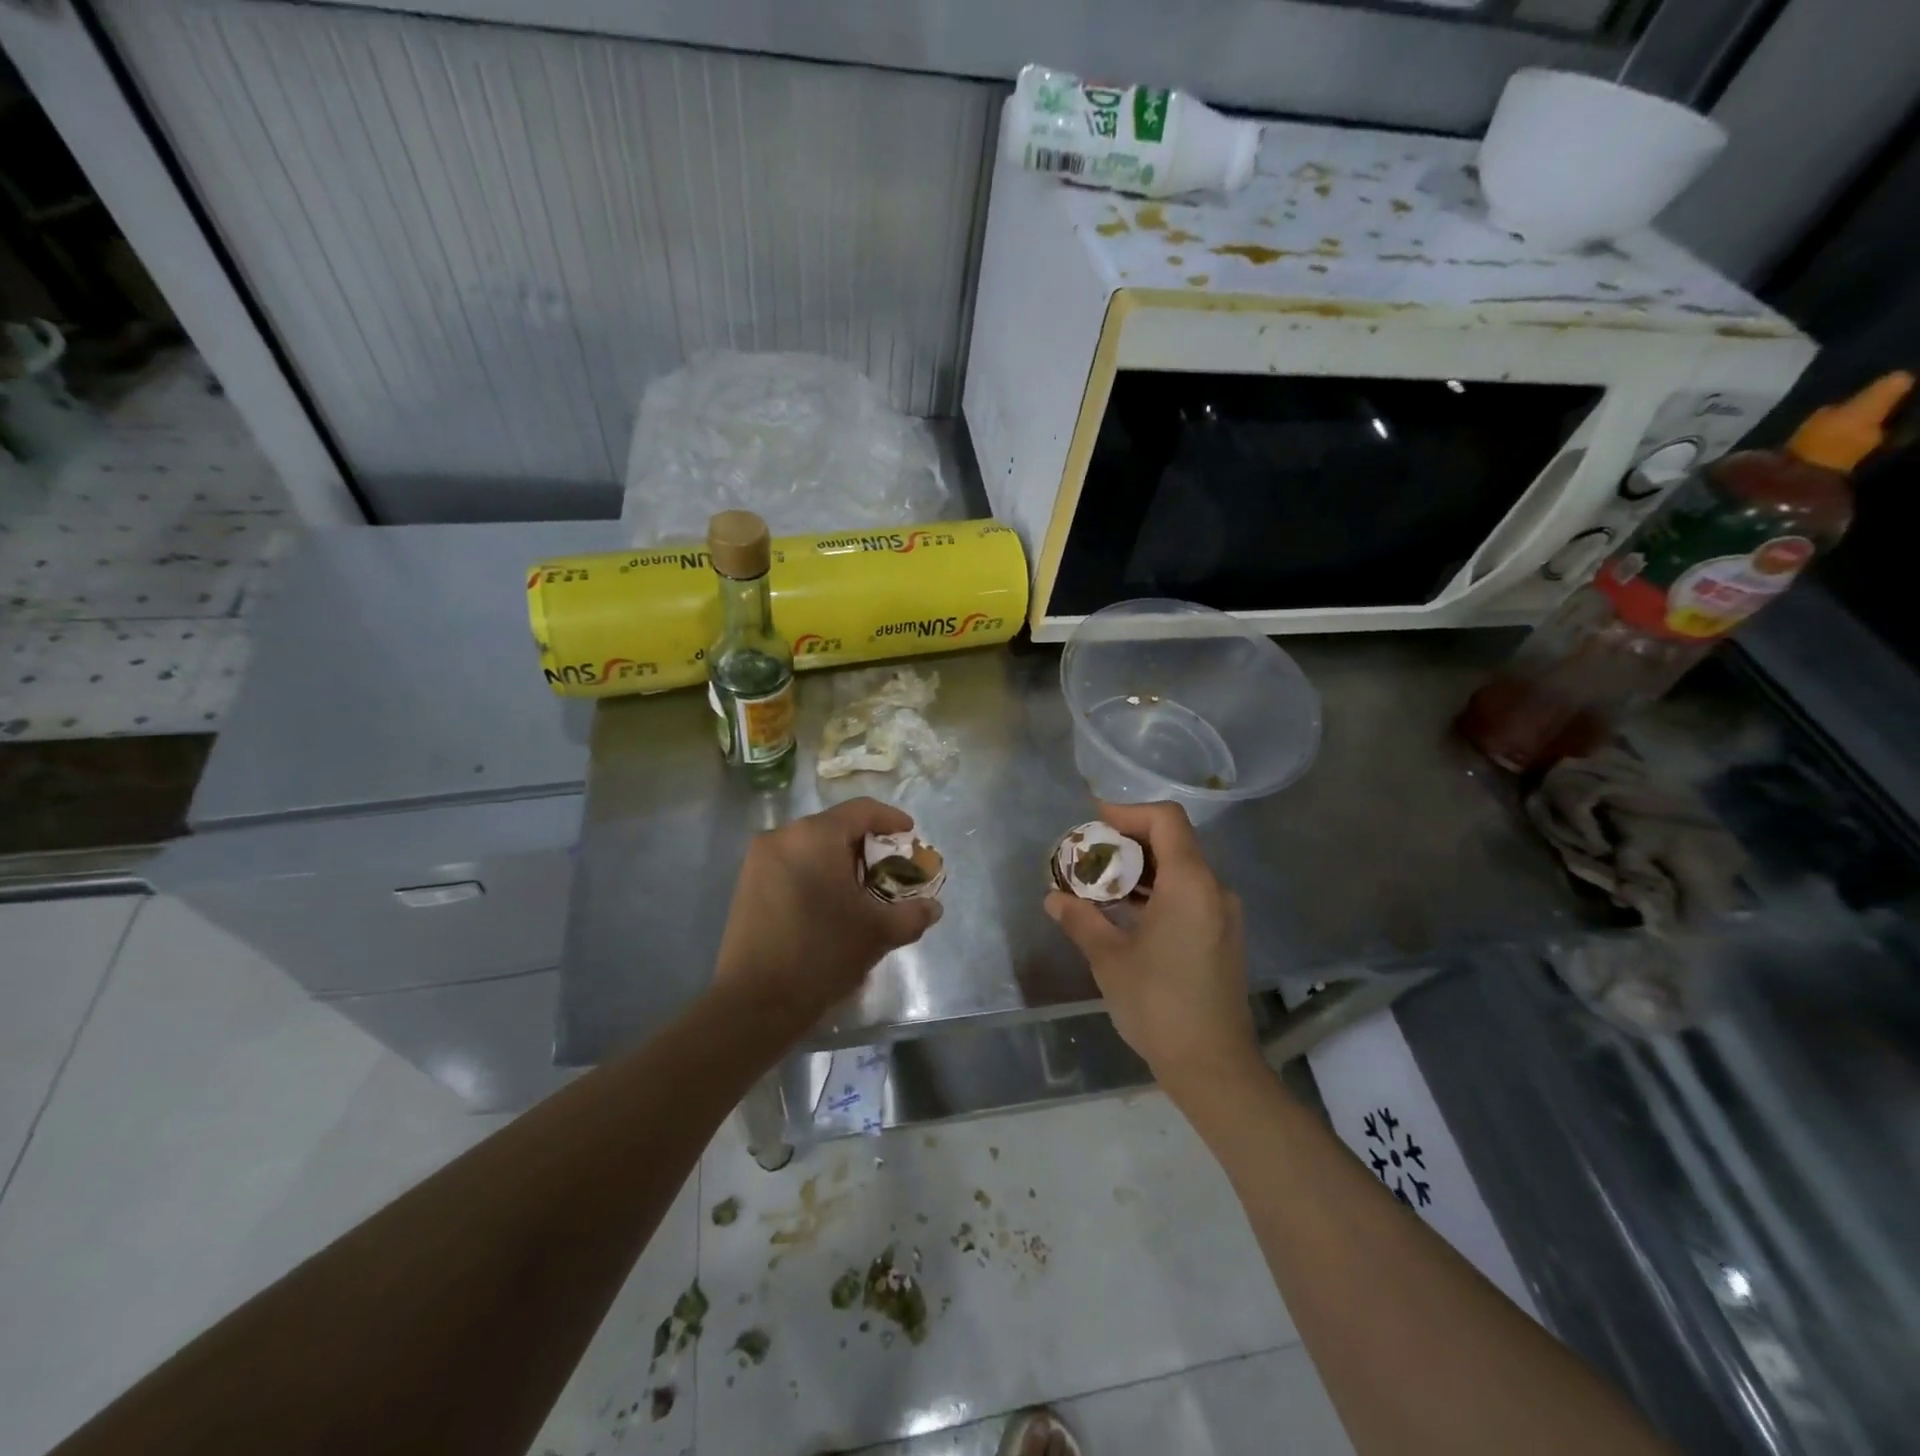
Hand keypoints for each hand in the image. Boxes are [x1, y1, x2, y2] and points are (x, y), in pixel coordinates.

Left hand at [715, 797, 941, 1027]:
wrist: (755, 1001)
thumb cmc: (822, 953)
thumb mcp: (878, 933)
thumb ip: (911, 914)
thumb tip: (932, 907)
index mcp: (815, 836)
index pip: (861, 810)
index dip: (891, 819)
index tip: (910, 835)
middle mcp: (783, 836)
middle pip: (835, 827)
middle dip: (866, 845)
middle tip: (890, 868)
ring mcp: (759, 859)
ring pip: (811, 846)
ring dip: (839, 860)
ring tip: (862, 889)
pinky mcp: (746, 883)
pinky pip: (791, 863)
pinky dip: (815, 872)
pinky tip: (830, 902)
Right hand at [1045, 801, 1261, 1099]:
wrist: (1213, 1066)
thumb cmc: (1158, 1005)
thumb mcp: (1109, 959)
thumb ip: (1080, 919)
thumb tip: (1053, 899)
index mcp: (1190, 884)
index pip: (1165, 820)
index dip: (1128, 812)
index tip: (1094, 823)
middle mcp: (1214, 890)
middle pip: (1173, 841)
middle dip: (1128, 841)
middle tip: (1089, 854)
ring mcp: (1222, 914)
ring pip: (1181, 869)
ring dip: (1141, 868)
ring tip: (1100, 883)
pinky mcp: (1222, 936)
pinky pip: (1188, 894)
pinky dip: (1156, 891)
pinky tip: (1126, 912)